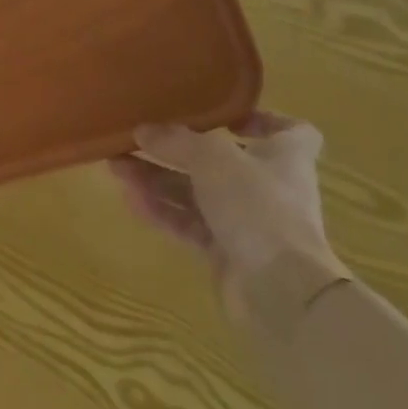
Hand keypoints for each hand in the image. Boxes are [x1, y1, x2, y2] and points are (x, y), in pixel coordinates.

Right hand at [110, 112, 347, 335]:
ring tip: (117, 167)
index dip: (262, 119)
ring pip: (197, 193)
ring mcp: (248, 222)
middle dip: (175, 150)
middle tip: (136, 138)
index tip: (226, 116)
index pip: (290, 130)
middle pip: (220, 160)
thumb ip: (175, 141)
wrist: (280, 292)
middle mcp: (268, 186)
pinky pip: (189, 224)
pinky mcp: (227, 252)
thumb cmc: (258, 206)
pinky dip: (162, 211)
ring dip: (158, 179)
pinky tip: (130, 200)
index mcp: (284, 156)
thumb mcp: (212, 158)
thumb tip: (142, 130)